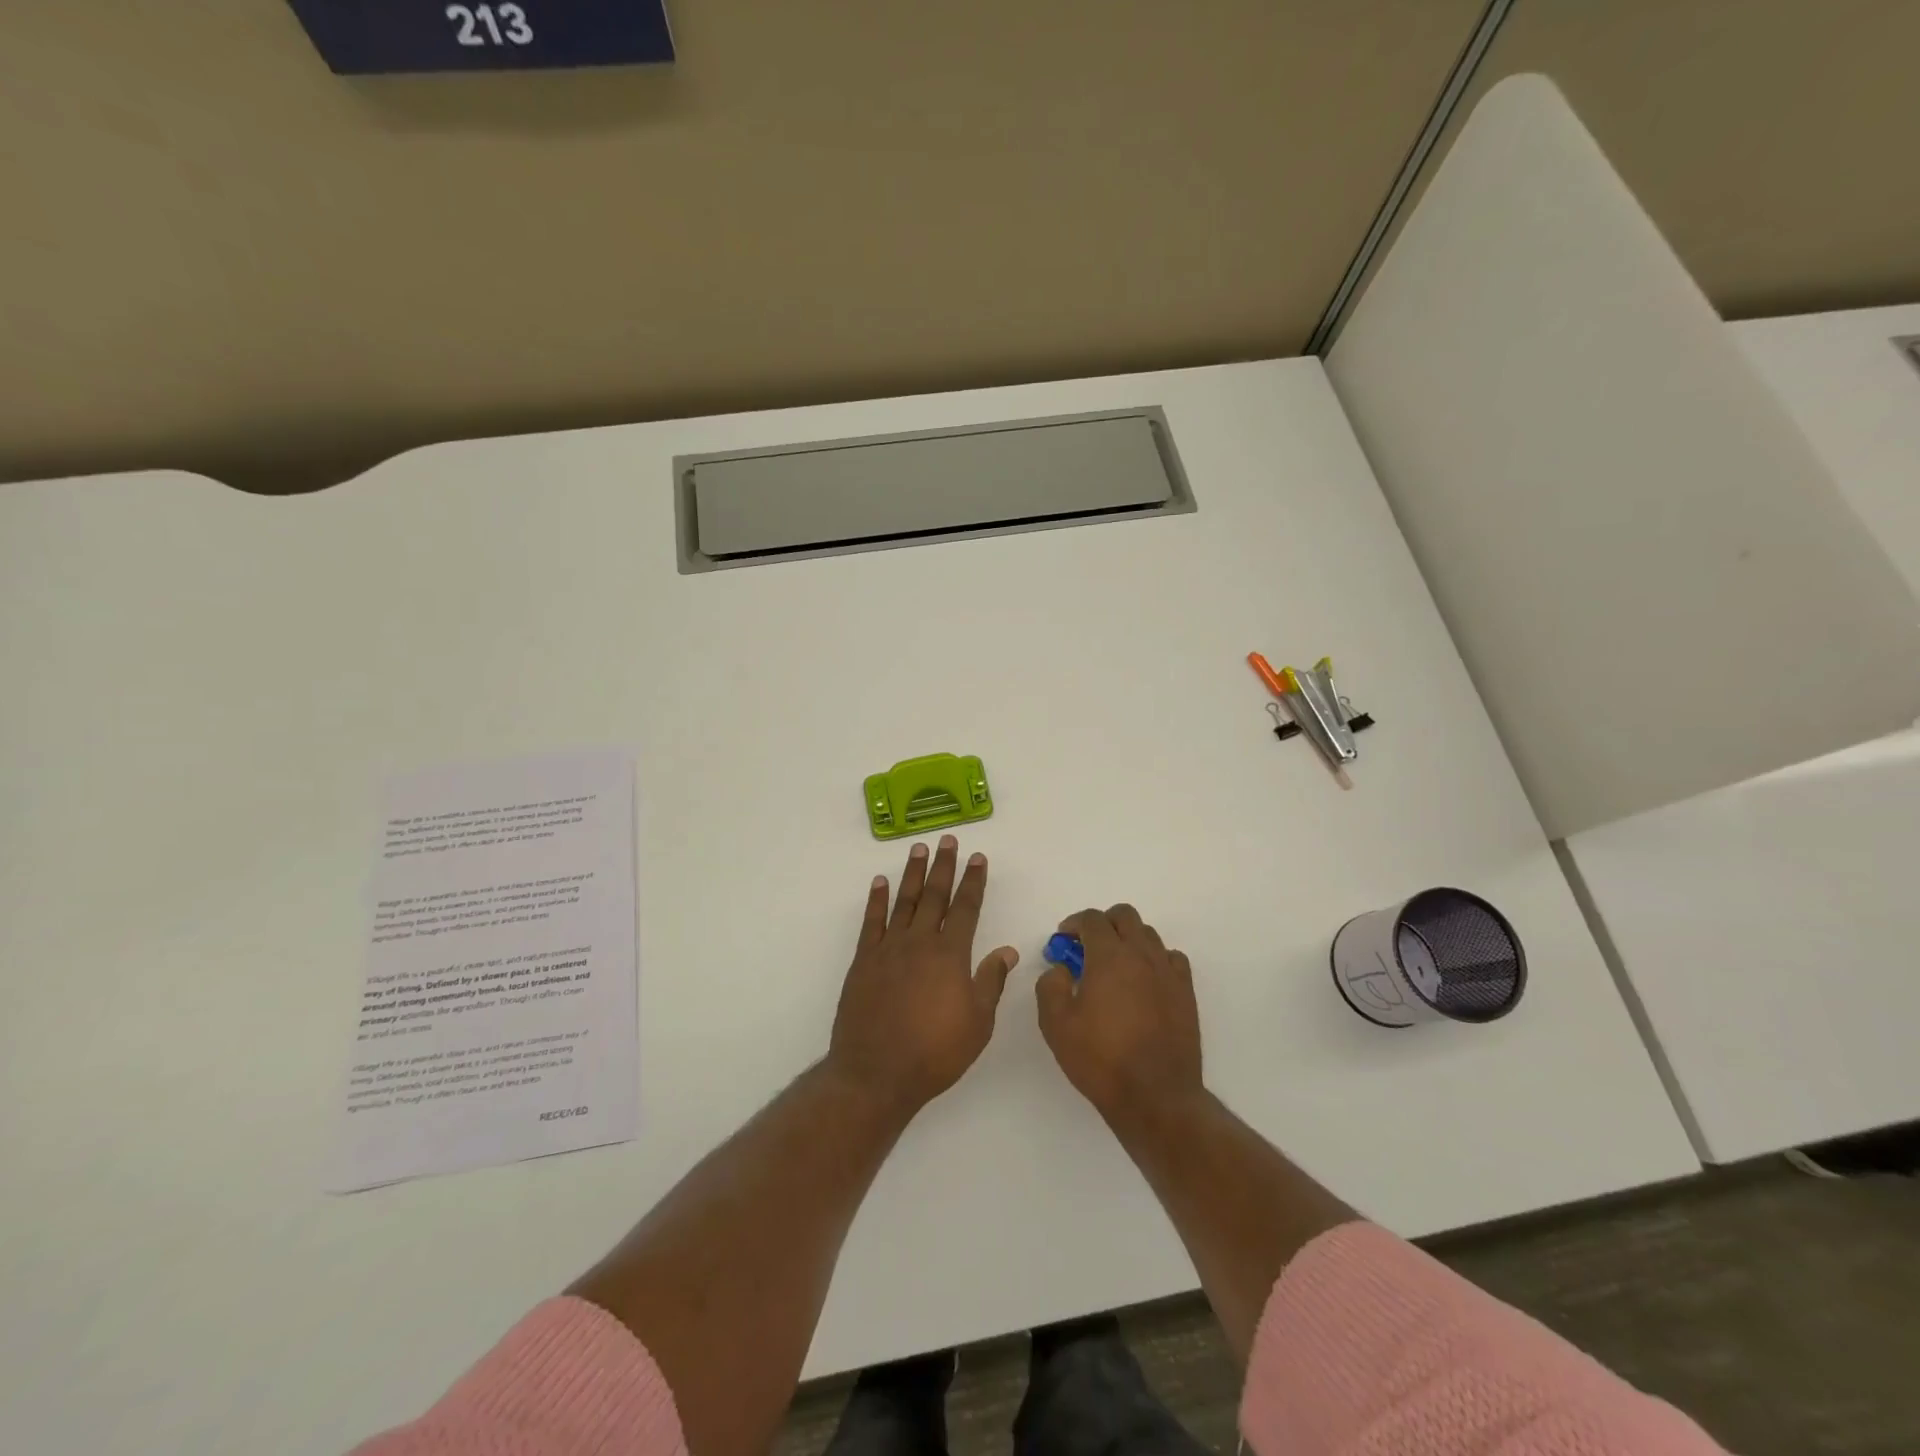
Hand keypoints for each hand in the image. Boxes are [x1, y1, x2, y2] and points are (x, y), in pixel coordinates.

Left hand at [828, 836, 1019, 1117]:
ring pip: (904, 901)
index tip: (978, 858)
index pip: (966, 908)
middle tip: (947, 840)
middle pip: (934, 895)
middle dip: (944, 866)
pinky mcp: (864, 960)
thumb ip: (991, 982)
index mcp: (951, 955)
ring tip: (919, 849)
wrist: (876, 1073)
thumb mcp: (977, 1024)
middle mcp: (920, 942)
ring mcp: (889, 948)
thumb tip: (1007, 951)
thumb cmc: (934, 1053)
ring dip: (912, 873)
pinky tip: (880, 881)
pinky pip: (872, 921)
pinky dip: (877, 899)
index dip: (973, 881)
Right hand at [1036, 905, 1203, 1125]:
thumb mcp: (1056, 1025)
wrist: (1155, 1096)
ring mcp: (1168, 972)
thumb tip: (1061, 969)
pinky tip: (1145, 980)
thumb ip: (1050, 986)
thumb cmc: (1101, 1059)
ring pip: (1149, 934)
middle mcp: (1142, 955)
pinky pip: (1172, 958)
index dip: (1074, 924)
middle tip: (1087, 947)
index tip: (1062, 940)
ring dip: (1128, 939)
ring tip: (1115, 966)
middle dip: (1103, 923)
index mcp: (1110, 957)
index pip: (1092, 919)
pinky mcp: (1186, 993)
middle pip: (1125, 916)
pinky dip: (1155, 959)